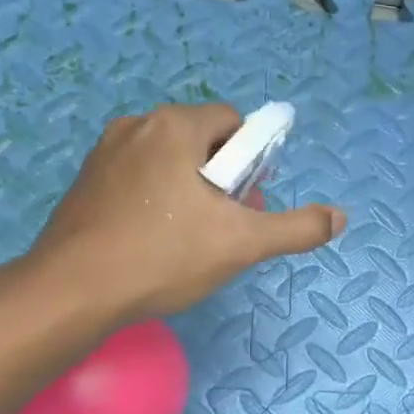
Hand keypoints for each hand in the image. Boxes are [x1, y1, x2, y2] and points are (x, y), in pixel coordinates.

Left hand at [22, 102, 345, 321]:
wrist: (72, 291)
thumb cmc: (164, 256)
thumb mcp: (243, 244)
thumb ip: (296, 228)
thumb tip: (340, 217)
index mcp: (175, 127)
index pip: (232, 122)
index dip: (252, 158)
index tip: (248, 199)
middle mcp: (137, 126)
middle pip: (200, 140)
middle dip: (223, 176)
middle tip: (225, 224)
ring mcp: (104, 153)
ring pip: (167, 160)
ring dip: (190, 188)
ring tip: (190, 238)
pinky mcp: (85, 182)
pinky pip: (137, 177)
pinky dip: (156, 198)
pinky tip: (154, 241)